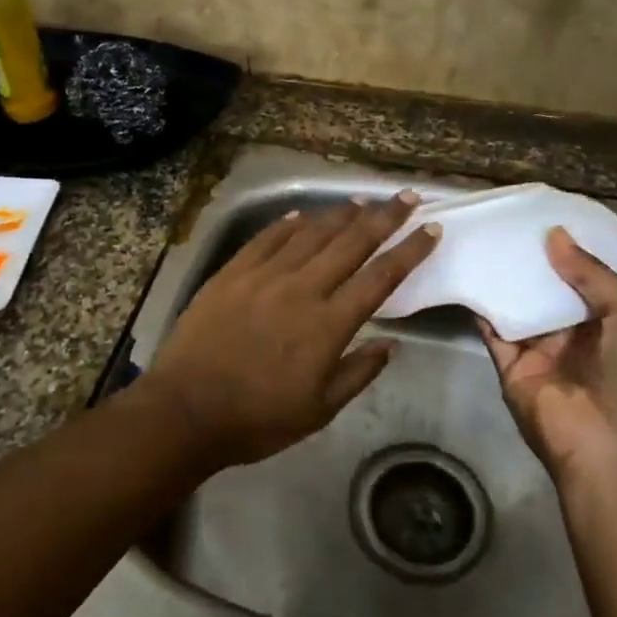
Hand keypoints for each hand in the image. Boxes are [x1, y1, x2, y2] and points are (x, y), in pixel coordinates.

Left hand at [141, 194, 439, 468]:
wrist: (185, 411)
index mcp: (329, 324)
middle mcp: (302, 289)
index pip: (380, 277)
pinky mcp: (232, 273)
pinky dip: (287, 224)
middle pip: (351, 243)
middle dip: (384, 217)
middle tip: (406, 197)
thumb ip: (358, 373)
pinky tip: (301, 215)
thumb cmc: (258, 418)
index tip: (431, 230)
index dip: (409, 251)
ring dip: (340, 214)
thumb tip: (391, 344)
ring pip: (310, 233)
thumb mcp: (319, 410)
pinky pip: (266, 239)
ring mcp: (264, 276)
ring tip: (361, 201)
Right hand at [479, 227, 616, 487]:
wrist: (613, 450)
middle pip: (552, 284)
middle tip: (508, 216)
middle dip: (535, 255)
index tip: (549, 211)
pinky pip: (494, 329)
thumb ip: (593, 273)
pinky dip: (481, 304)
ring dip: (506, 274)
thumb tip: (553, 235)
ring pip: (520, 302)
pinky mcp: (512, 365)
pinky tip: (467, 271)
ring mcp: (543, 348)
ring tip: (484, 234)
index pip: (593, 273)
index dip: (575, 244)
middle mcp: (579, 330)